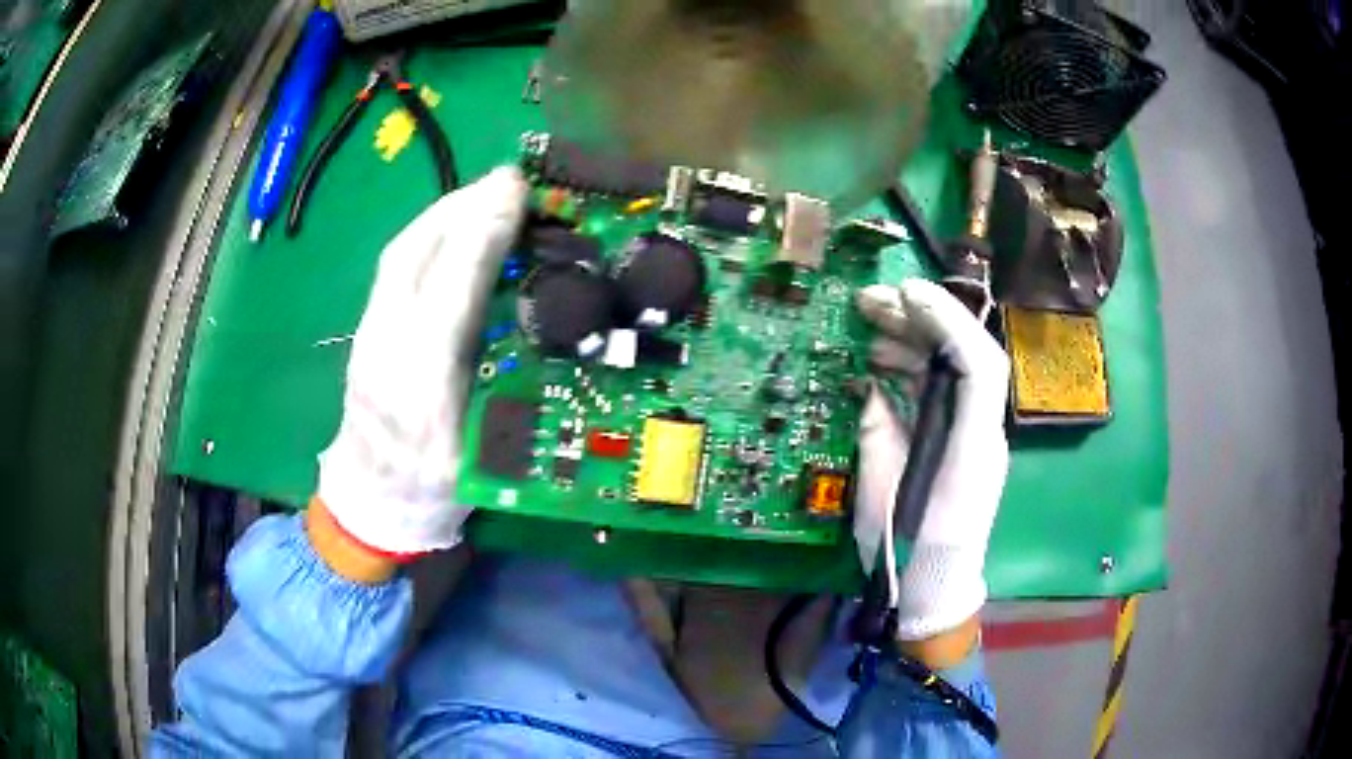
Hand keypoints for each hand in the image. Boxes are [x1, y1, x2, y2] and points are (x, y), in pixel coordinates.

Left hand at [315, 167, 527, 569]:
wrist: (369, 500)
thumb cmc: (435, 490)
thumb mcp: (485, 462)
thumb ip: (513, 401)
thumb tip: (552, 337)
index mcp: (420, 393)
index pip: (449, 298)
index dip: (482, 239)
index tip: (517, 192)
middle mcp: (385, 350)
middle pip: (415, 257)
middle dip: (464, 206)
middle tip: (513, 180)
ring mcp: (369, 333)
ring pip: (403, 253)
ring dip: (448, 210)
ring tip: (490, 192)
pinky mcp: (367, 325)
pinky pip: (399, 263)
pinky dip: (432, 231)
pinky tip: (459, 224)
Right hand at [853, 279, 1010, 642]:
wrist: (934, 585)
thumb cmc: (908, 546)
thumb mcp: (884, 488)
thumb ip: (880, 429)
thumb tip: (870, 384)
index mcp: (972, 440)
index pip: (978, 362)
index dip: (947, 320)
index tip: (905, 294)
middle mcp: (980, 428)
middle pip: (963, 354)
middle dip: (921, 318)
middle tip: (871, 300)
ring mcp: (970, 432)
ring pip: (949, 368)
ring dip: (911, 339)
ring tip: (867, 324)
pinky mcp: (955, 440)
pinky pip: (936, 391)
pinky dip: (907, 369)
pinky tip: (876, 361)